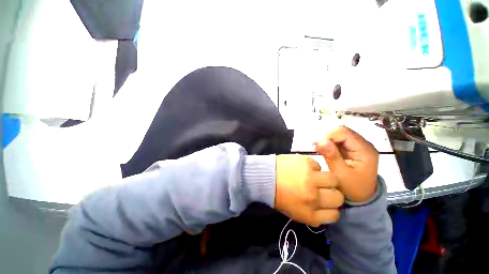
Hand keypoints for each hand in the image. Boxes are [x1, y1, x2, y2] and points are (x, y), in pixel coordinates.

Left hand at [275, 154, 343, 226]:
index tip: (326, 202)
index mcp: (309, 214)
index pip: (335, 215)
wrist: (264, 177)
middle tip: (322, 188)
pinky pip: (318, 165)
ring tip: (314, 177)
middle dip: (332, 193)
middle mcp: (313, 197)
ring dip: (326, 179)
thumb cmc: (277, 195)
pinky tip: (302, 168)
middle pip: (338, 197)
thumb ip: (314, 214)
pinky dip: (313, 167)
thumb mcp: (295, 213)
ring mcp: (311, 178)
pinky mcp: (306, 162)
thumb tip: (327, 209)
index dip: (331, 208)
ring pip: (333, 179)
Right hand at [315, 126, 378, 202]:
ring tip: (324, 152)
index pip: (344, 133)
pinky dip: (332, 144)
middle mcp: (364, 145)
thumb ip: (331, 156)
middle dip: (329, 138)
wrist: (362, 198)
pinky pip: (340, 141)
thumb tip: (319, 140)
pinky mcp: (354, 149)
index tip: (319, 146)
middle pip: (343, 132)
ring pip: (341, 135)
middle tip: (320, 150)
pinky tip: (328, 153)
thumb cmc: (352, 188)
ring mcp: (360, 146)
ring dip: (330, 141)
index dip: (330, 137)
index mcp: (365, 150)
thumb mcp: (340, 174)